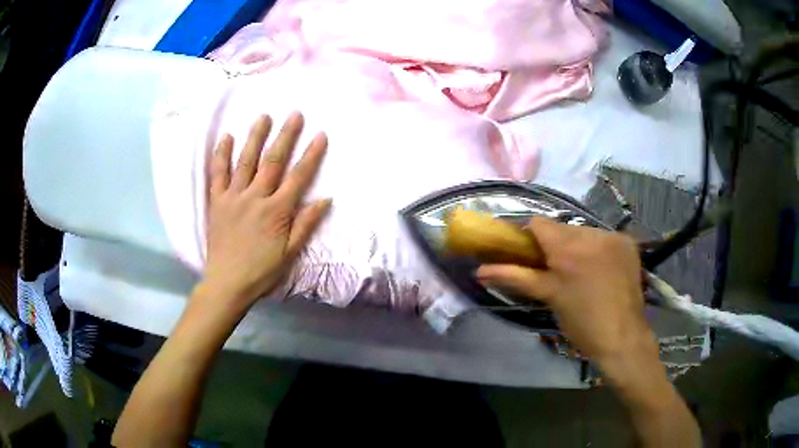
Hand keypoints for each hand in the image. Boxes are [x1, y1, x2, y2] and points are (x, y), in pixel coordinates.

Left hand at [200, 113, 330, 312]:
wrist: (227, 283)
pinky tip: (227, 137)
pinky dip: (222, 155)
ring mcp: (234, 197)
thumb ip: (306, 224)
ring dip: (256, 137)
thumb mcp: (290, 253)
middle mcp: (255, 197)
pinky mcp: (217, 201)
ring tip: (264, 116)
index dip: (311, 155)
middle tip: (295, 114)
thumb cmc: (262, 271)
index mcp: (276, 211)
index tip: (321, 135)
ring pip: (246, 161)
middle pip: (273, 161)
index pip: (298, 177)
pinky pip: (218, 174)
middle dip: (286, 136)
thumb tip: (326, 199)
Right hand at [476, 218, 653, 367]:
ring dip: (577, 245)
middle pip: (562, 228)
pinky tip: (601, 268)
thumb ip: (515, 277)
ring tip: (580, 271)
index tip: (527, 252)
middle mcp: (590, 234)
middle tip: (554, 268)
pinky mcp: (627, 243)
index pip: (538, 223)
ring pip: (583, 232)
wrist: (622, 337)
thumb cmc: (581, 322)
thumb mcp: (548, 297)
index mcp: (566, 248)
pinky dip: (597, 248)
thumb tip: (479, 270)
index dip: (528, 235)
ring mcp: (612, 236)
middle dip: (554, 244)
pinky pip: (604, 238)